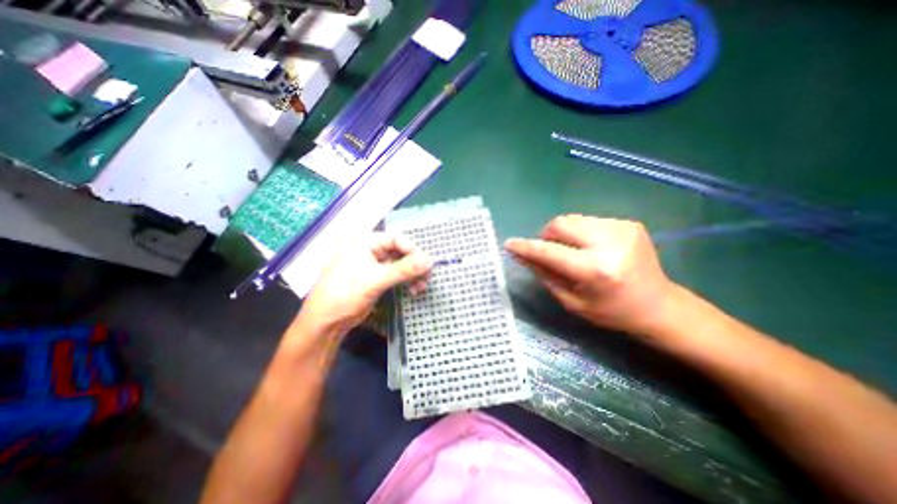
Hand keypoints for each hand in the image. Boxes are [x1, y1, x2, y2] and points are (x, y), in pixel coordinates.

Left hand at [297, 232, 434, 335]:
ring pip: (400, 265)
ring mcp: (374, 266)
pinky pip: (397, 276)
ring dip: (413, 274)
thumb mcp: (376, 279)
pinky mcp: (377, 279)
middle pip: (400, 251)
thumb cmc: (346, 293)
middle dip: (415, 264)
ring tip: (422, 286)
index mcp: (365, 242)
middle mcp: (371, 251)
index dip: (412, 249)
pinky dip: (406, 281)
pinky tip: (414, 290)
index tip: (425, 263)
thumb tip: (430, 261)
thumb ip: (405, 269)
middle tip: (428, 276)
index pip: (396, 238)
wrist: (326, 321)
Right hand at [508, 214, 675, 336]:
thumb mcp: (571, 301)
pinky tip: (590, 248)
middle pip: (560, 224)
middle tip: (549, 251)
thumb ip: (545, 274)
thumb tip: (523, 255)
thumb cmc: (611, 311)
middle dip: (547, 236)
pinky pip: (588, 221)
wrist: (659, 305)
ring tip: (571, 251)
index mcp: (596, 270)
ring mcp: (622, 228)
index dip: (527, 247)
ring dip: (563, 234)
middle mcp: (609, 243)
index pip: (550, 252)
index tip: (510, 244)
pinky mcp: (628, 223)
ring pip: (572, 219)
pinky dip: (579, 233)